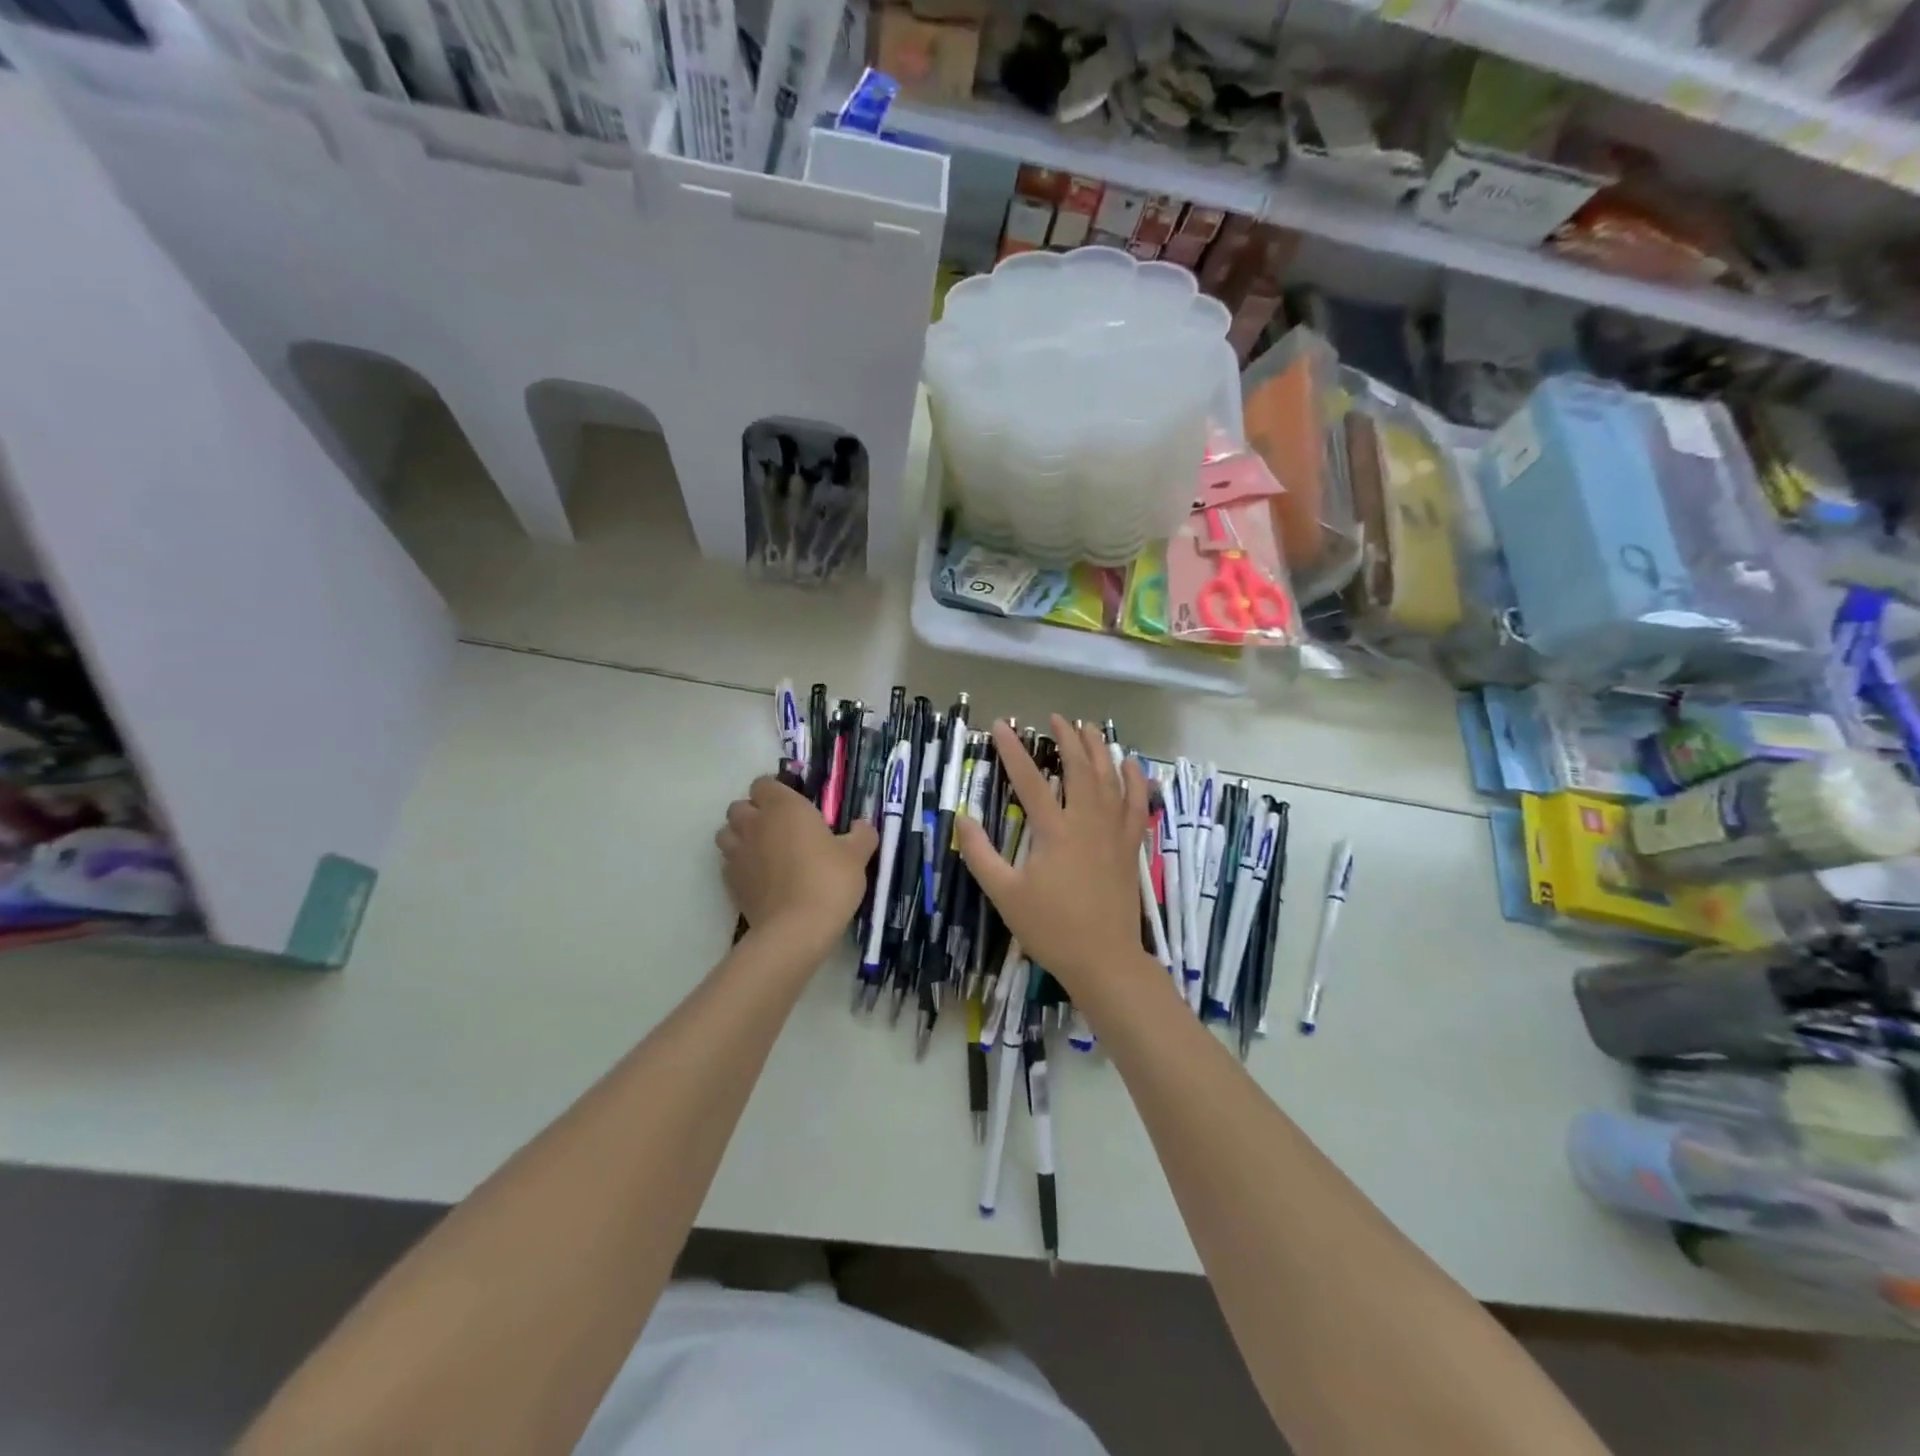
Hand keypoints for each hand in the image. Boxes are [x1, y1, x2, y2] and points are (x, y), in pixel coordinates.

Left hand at [717, 776, 877, 949]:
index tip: (792, 805)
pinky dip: (738, 864)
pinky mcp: (729, 882)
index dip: (775, 791)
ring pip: (726, 833)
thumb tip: (862, 825)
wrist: (796, 929)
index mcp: (784, 807)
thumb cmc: (829, 881)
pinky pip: (727, 863)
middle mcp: (754, 824)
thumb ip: (861, 834)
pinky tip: (758, 877)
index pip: (763, 783)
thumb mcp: (857, 856)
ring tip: (762, 850)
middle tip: (778, 828)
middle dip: (753, 812)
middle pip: (739, 806)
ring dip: (739, 836)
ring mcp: (737, 853)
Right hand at [956, 715, 1152, 997]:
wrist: (1103, 958)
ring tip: (1089, 728)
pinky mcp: (1129, 846)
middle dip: (1067, 738)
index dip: (1013, 750)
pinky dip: (1134, 781)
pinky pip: (1136, 804)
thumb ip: (980, 855)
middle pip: (1080, 768)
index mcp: (1054, 832)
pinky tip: (1130, 765)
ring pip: (1110, 779)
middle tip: (1056, 718)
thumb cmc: (1051, 928)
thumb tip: (961, 819)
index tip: (1000, 726)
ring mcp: (1113, 832)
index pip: (1030, 780)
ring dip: (1099, 749)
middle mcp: (1087, 822)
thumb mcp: (1004, 894)